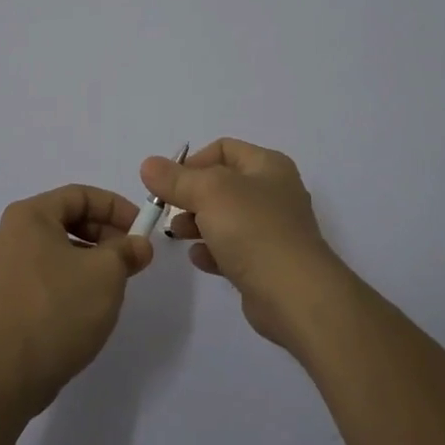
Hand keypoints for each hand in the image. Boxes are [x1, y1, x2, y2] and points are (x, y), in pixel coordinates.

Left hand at [0, 185, 151, 415]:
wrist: (8, 373)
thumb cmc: (59, 309)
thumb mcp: (106, 273)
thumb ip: (127, 251)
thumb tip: (139, 246)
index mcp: (29, 216)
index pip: (80, 195)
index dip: (116, 207)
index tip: (141, 229)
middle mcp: (9, 233)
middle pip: (66, 219)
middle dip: (105, 234)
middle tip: (132, 257)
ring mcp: (2, 267)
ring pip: (56, 248)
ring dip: (90, 258)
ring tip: (116, 282)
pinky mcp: (3, 298)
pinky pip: (44, 273)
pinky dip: (70, 277)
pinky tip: (88, 303)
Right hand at [142, 139, 350, 356]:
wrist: (295, 295)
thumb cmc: (253, 230)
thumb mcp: (209, 193)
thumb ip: (176, 179)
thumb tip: (149, 164)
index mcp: (268, 166)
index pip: (223, 149)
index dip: (192, 162)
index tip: (169, 184)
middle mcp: (274, 192)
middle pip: (222, 184)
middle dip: (191, 196)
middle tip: (169, 212)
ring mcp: (273, 229)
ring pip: (225, 217)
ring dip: (197, 224)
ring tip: (178, 236)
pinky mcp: (268, 263)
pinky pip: (233, 249)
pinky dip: (213, 250)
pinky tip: (200, 259)